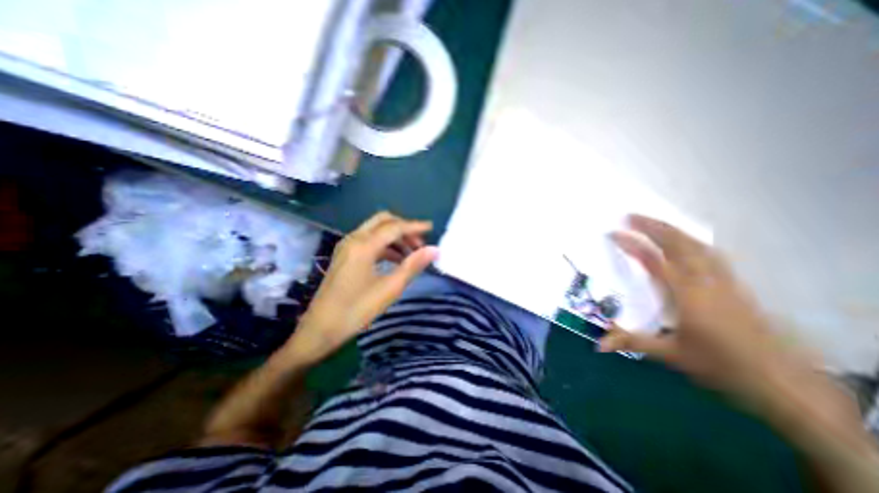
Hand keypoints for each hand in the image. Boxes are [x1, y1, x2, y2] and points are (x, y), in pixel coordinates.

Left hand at [291, 210, 437, 363]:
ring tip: (412, 253)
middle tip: (420, 243)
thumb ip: (413, 265)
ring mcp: (347, 246)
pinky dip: (385, 245)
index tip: (432, 228)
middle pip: (383, 221)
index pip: (394, 227)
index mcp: (364, 245)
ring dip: (395, 237)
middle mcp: (353, 239)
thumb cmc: (356, 310)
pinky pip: (368, 241)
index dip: (415, 226)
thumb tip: (434, 250)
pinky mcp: (344, 255)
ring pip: (375, 230)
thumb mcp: (390, 288)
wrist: (320, 329)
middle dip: (404, 228)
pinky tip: (396, 259)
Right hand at [602, 214, 793, 401]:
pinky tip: (686, 241)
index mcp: (685, 295)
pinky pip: (710, 253)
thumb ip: (631, 342)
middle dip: (652, 226)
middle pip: (678, 244)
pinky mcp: (734, 284)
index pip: (653, 261)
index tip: (614, 234)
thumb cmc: (720, 365)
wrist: (780, 380)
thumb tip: (598, 345)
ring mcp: (722, 280)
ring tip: (653, 221)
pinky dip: (693, 241)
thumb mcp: (670, 354)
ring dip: (673, 229)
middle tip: (630, 215)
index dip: (631, 244)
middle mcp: (704, 281)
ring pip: (696, 245)